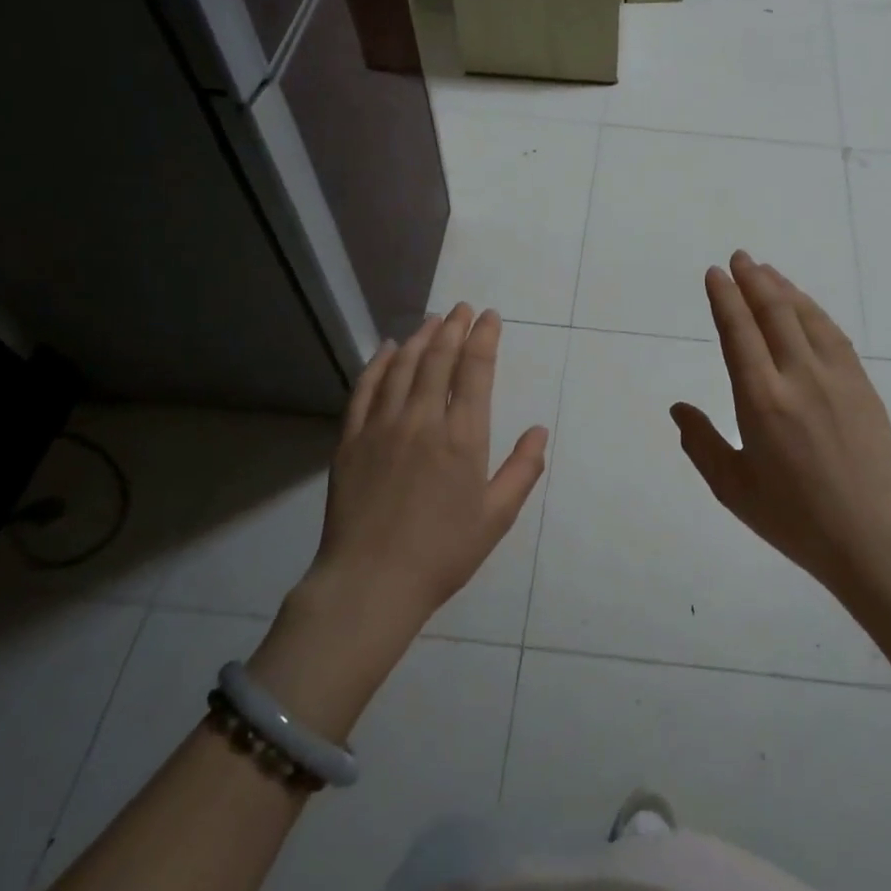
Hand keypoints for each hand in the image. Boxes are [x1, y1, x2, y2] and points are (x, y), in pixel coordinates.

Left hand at [309, 305, 548, 631]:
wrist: (371, 582)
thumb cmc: (443, 552)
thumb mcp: (497, 516)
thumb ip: (522, 469)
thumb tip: (539, 430)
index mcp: (462, 436)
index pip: (475, 369)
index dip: (484, 337)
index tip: (490, 317)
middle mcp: (422, 419)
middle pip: (438, 357)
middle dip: (454, 326)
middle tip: (463, 308)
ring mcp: (382, 426)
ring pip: (402, 365)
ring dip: (420, 337)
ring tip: (432, 320)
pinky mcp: (351, 439)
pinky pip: (365, 388)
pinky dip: (379, 362)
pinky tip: (387, 349)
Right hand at [671, 252, 890, 596]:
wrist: (873, 537)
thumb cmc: (795, 519)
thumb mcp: (734, 488)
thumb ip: (701, 443)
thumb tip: (678, 407)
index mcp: (761, 401)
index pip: (739, 333)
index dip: (725, 298)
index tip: (716, 274)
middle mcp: (798, 377)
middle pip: (774, 313)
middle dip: (753, 280)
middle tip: (739, 257)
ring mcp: (836, 377)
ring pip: (806, 317)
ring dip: (784, 289)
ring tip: (767, 271)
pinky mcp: (861, 386)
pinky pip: (833, 334)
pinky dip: (814, 311)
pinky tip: (805, 306)